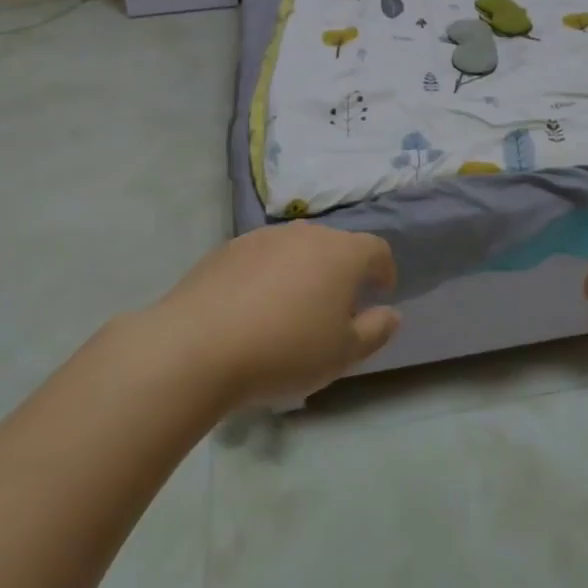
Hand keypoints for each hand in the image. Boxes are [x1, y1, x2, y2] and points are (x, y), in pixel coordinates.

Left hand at [157, 224, 400, 407]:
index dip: (383, 269)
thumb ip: (375, 331)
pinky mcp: (228, 249)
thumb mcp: (343, 354)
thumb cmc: (284, 350)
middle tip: (335, 308)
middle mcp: (306, 234)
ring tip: (291, 308)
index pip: (376, 249)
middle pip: (335, 246)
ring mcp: (263, 237)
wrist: (197, 346)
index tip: (380, 292)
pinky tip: (252, 308)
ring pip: (296, 249)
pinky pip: (261, 257)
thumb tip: (390, 313)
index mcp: (342, 253)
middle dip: (341, 271)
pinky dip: (267, 275)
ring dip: (303, 271)